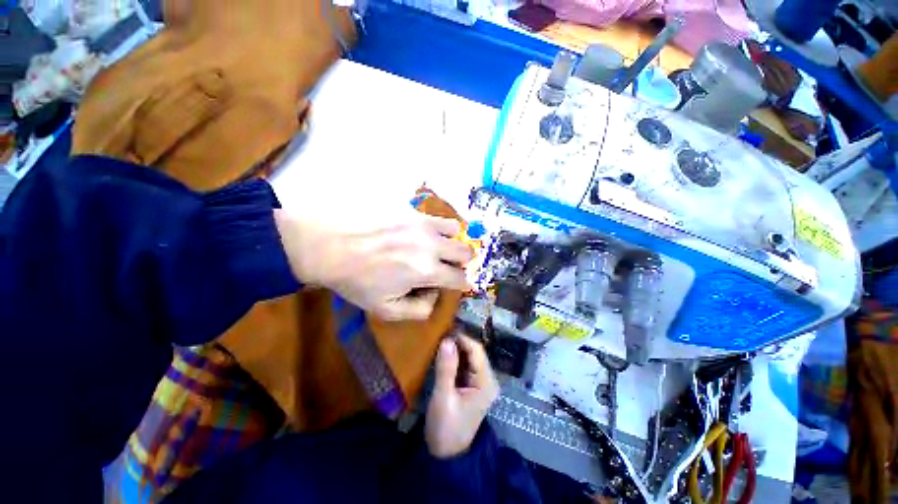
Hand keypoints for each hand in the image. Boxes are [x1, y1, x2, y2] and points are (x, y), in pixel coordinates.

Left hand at [274, 209, 472, 319]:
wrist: (326, 244)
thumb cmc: (355, 280)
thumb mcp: (385, 309)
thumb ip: (419, 310)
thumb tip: (435, 296)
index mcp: (427, 271)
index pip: (461, 279)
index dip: (460, 284)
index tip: (451, 285)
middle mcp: (431, 244)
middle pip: (466, 252)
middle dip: (460, 263)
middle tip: (445, 266)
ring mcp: (422, 223)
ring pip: (456, 230)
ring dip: (451, 241)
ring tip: (435, 247)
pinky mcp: (411, 210)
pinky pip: (436, 217)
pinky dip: (437, 228)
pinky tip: (420, 233)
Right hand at [425, 334, 499, 458]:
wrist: (446, 454)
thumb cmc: (446, 428)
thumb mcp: (443, 398)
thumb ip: (446, 368)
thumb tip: (446, 340)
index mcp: (486, 383)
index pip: (477, 351)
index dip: (462, 338)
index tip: (444, 330)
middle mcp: (488, 379)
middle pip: (474, 352)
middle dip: (458, 342)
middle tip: (439, 334)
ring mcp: (481, 382)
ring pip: (469, 357)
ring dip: (455, 349)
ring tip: (439, 341)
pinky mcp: (472, 385)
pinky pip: (464, 364)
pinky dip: (454, 358)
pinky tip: (442, 353)